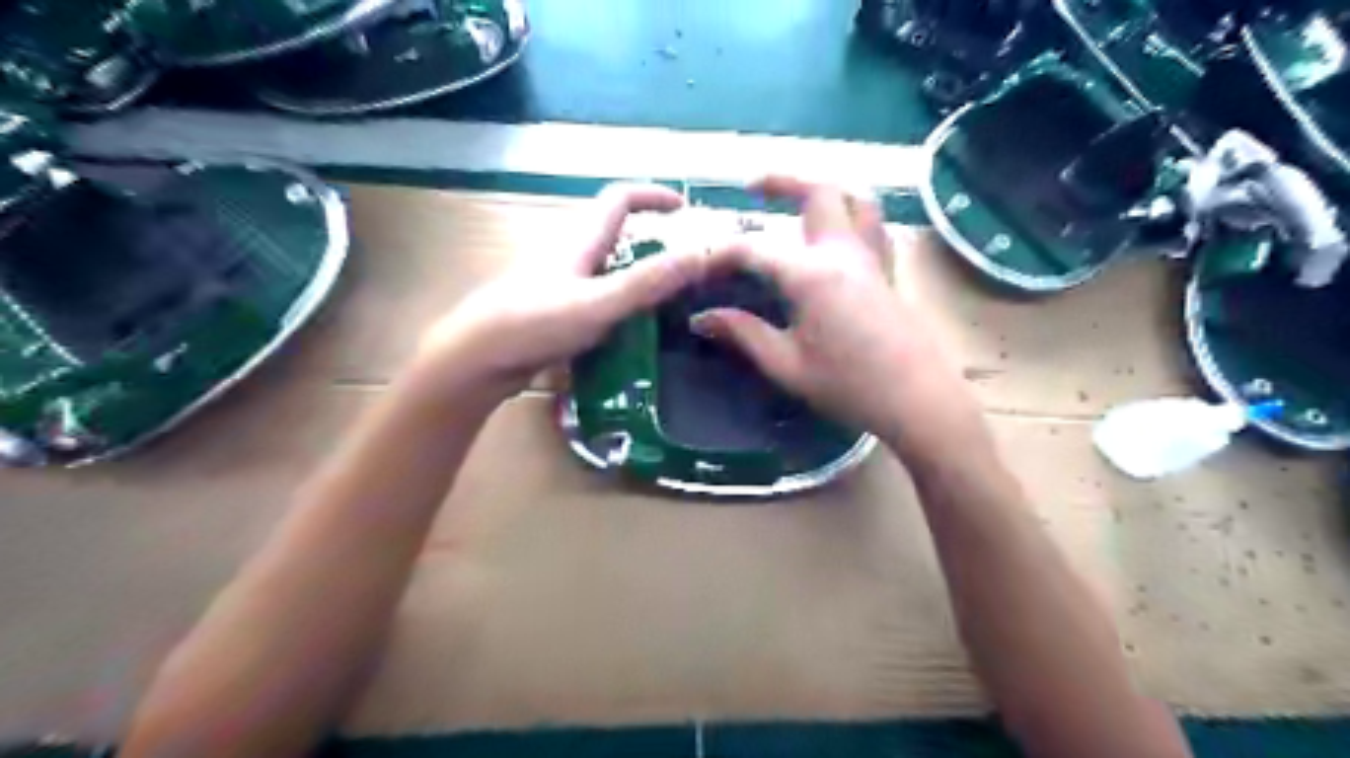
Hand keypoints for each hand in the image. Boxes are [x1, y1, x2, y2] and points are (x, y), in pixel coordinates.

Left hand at [421, 181, 716, 405]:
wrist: (476, 359)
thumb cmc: (534, 324)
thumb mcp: (598, 303)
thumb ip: (647, 282)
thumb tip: (703, 254)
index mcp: (580, 241)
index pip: (619, 198)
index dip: (653, 196)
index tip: (685, 209)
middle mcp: (570, 255)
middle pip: (616, 234)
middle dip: (652, 241)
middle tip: (685, 268)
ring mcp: (559, 284)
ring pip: (607, 269)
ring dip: (638, 276)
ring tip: (670, 303)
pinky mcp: (553, 311)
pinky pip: (597, 298)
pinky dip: (621, 304)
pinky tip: (633, 333)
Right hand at [689, 177, 989, 460]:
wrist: (918, 402)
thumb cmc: (850, 387)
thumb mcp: (787, 366)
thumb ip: (744, 335)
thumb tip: (702, 318)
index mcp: (811, 275)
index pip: (754, 249)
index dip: (719, 255)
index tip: (696, 270)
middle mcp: (843, 253)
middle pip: (817, 192)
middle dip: (781, 180)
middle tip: (750, 187)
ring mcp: (871, 259)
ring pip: (856, 197)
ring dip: (825, 188)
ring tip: (798, 198)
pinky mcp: (888, 273)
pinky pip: (873, 225)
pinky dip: (851, 214)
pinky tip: (837, 233)